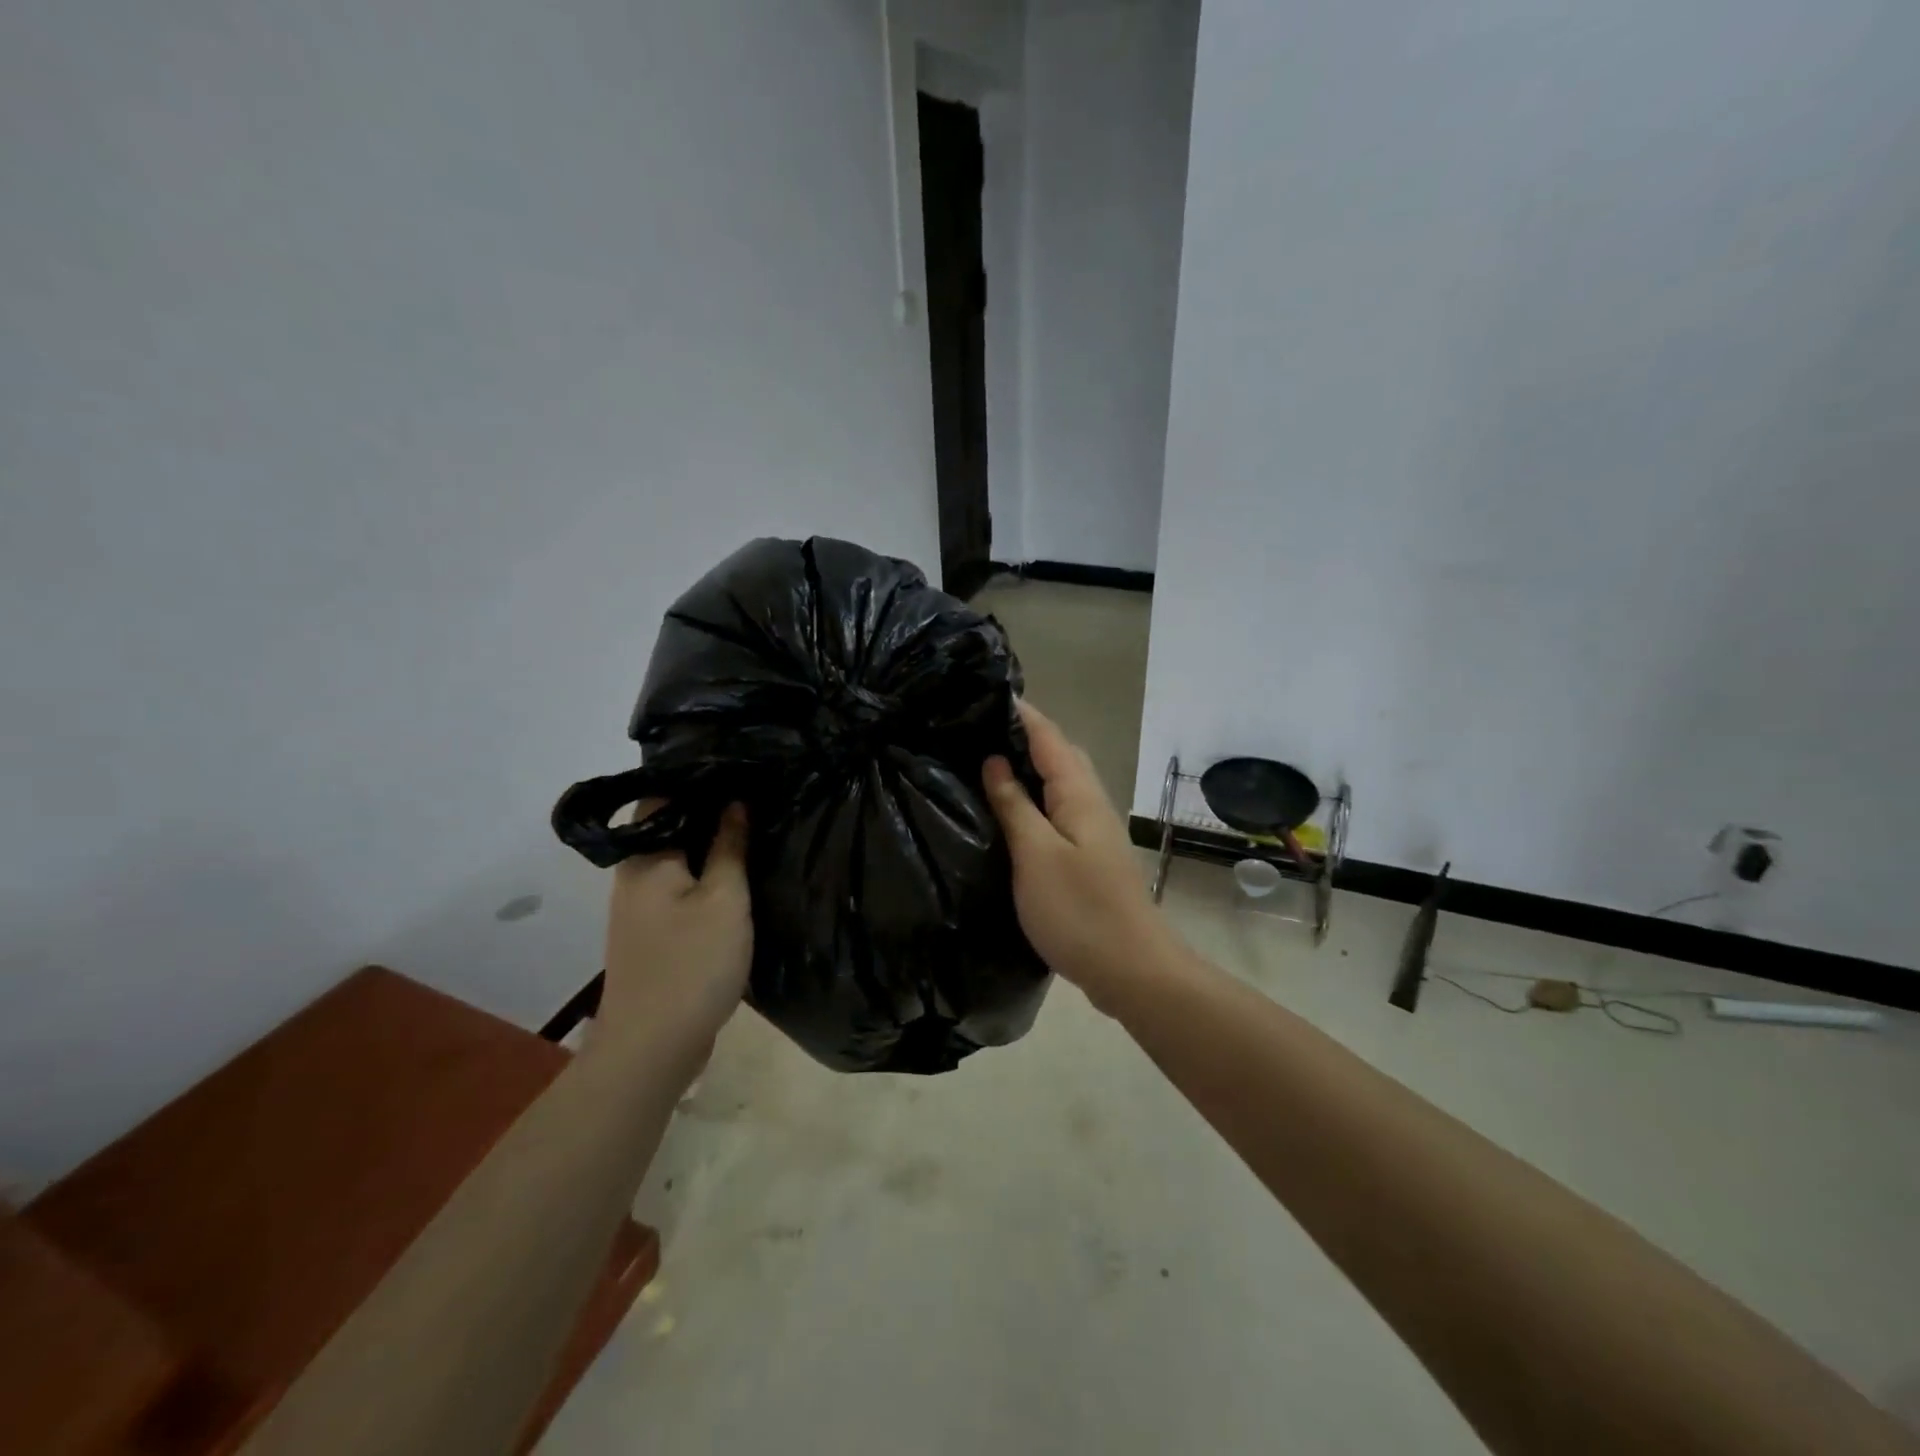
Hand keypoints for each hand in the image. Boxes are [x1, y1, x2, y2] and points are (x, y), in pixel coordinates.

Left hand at [598, 803, 752, 1072]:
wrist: (653, 1047)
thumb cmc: (692, 964)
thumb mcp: (725, 899)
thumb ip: (730, 847)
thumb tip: (734, 802)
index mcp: (645, 859)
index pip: (662, 796)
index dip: (698, 779)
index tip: (739, 768)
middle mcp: (634, 876)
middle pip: (669, 827)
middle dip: (709, 810)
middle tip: (756, 793)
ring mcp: (641, 907)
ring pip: (678, 859)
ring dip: (710, 845)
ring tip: (753, 825)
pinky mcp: (654, 933)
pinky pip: (681, 887)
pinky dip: (706, 875)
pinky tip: (737, 874)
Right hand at [983, 702, 1182, 1011]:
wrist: (1132, 969)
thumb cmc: (1080, 910)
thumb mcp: (1036, 854)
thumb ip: (1015, 805)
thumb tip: (995, 760)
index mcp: (1079, 794)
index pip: (1048, 736)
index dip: (1020, 713)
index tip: (983, 694)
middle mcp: (1091, 803)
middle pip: (1059, 754)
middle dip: (1023, 735)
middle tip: (976, 729)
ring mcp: (1093, 830)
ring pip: (1060, 783)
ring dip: (1029, 767)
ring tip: (985, 764)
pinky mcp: (1090, 856)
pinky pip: (1059, 810)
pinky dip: (1034, 799)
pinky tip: (1011, 813)